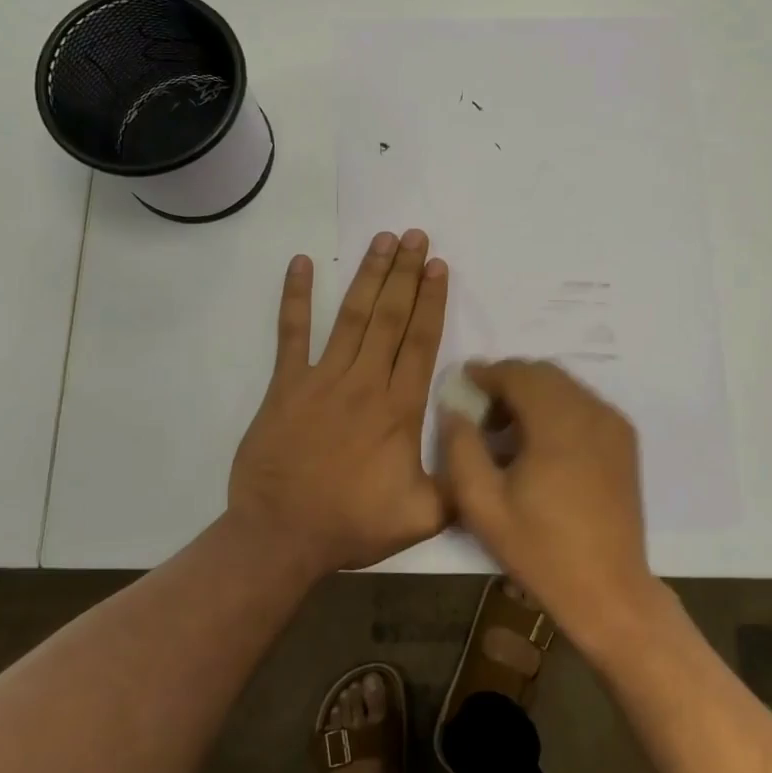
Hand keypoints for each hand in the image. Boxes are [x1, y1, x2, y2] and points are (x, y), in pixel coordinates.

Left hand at [227, 230, 449, 577]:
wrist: (280, 536)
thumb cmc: (352, 524)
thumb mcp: (423, 517)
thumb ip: (461, 485)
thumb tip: (491, 454)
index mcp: (399, 408)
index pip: (421, 341)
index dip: (431, 300)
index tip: (438, 266)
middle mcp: (364, 382)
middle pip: (391, 317)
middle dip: (406, 273)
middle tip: (416, 236)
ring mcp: (322, 379)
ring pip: (352, 316)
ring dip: (369, 275)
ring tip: (383, 240)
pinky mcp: (286, 385)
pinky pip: (291, 333)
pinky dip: (296, 297)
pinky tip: (302, 264)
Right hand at [439, 359, 662, 651]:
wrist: (609, 591)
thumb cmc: (541, 550)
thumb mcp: (483, 505)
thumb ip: (461, 448)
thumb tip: (455, 410)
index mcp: (558, 422)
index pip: (518, 374)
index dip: (486, 373)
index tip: (462, 383)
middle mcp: (591, 411)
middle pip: (544, 373)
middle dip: (509, 381)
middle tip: (481, 410)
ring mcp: (613, 424)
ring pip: (565, 386)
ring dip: (533, 394)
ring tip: (507, 430)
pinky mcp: (625, 440)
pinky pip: (584, 404)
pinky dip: (557, 407)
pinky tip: (540, 443)